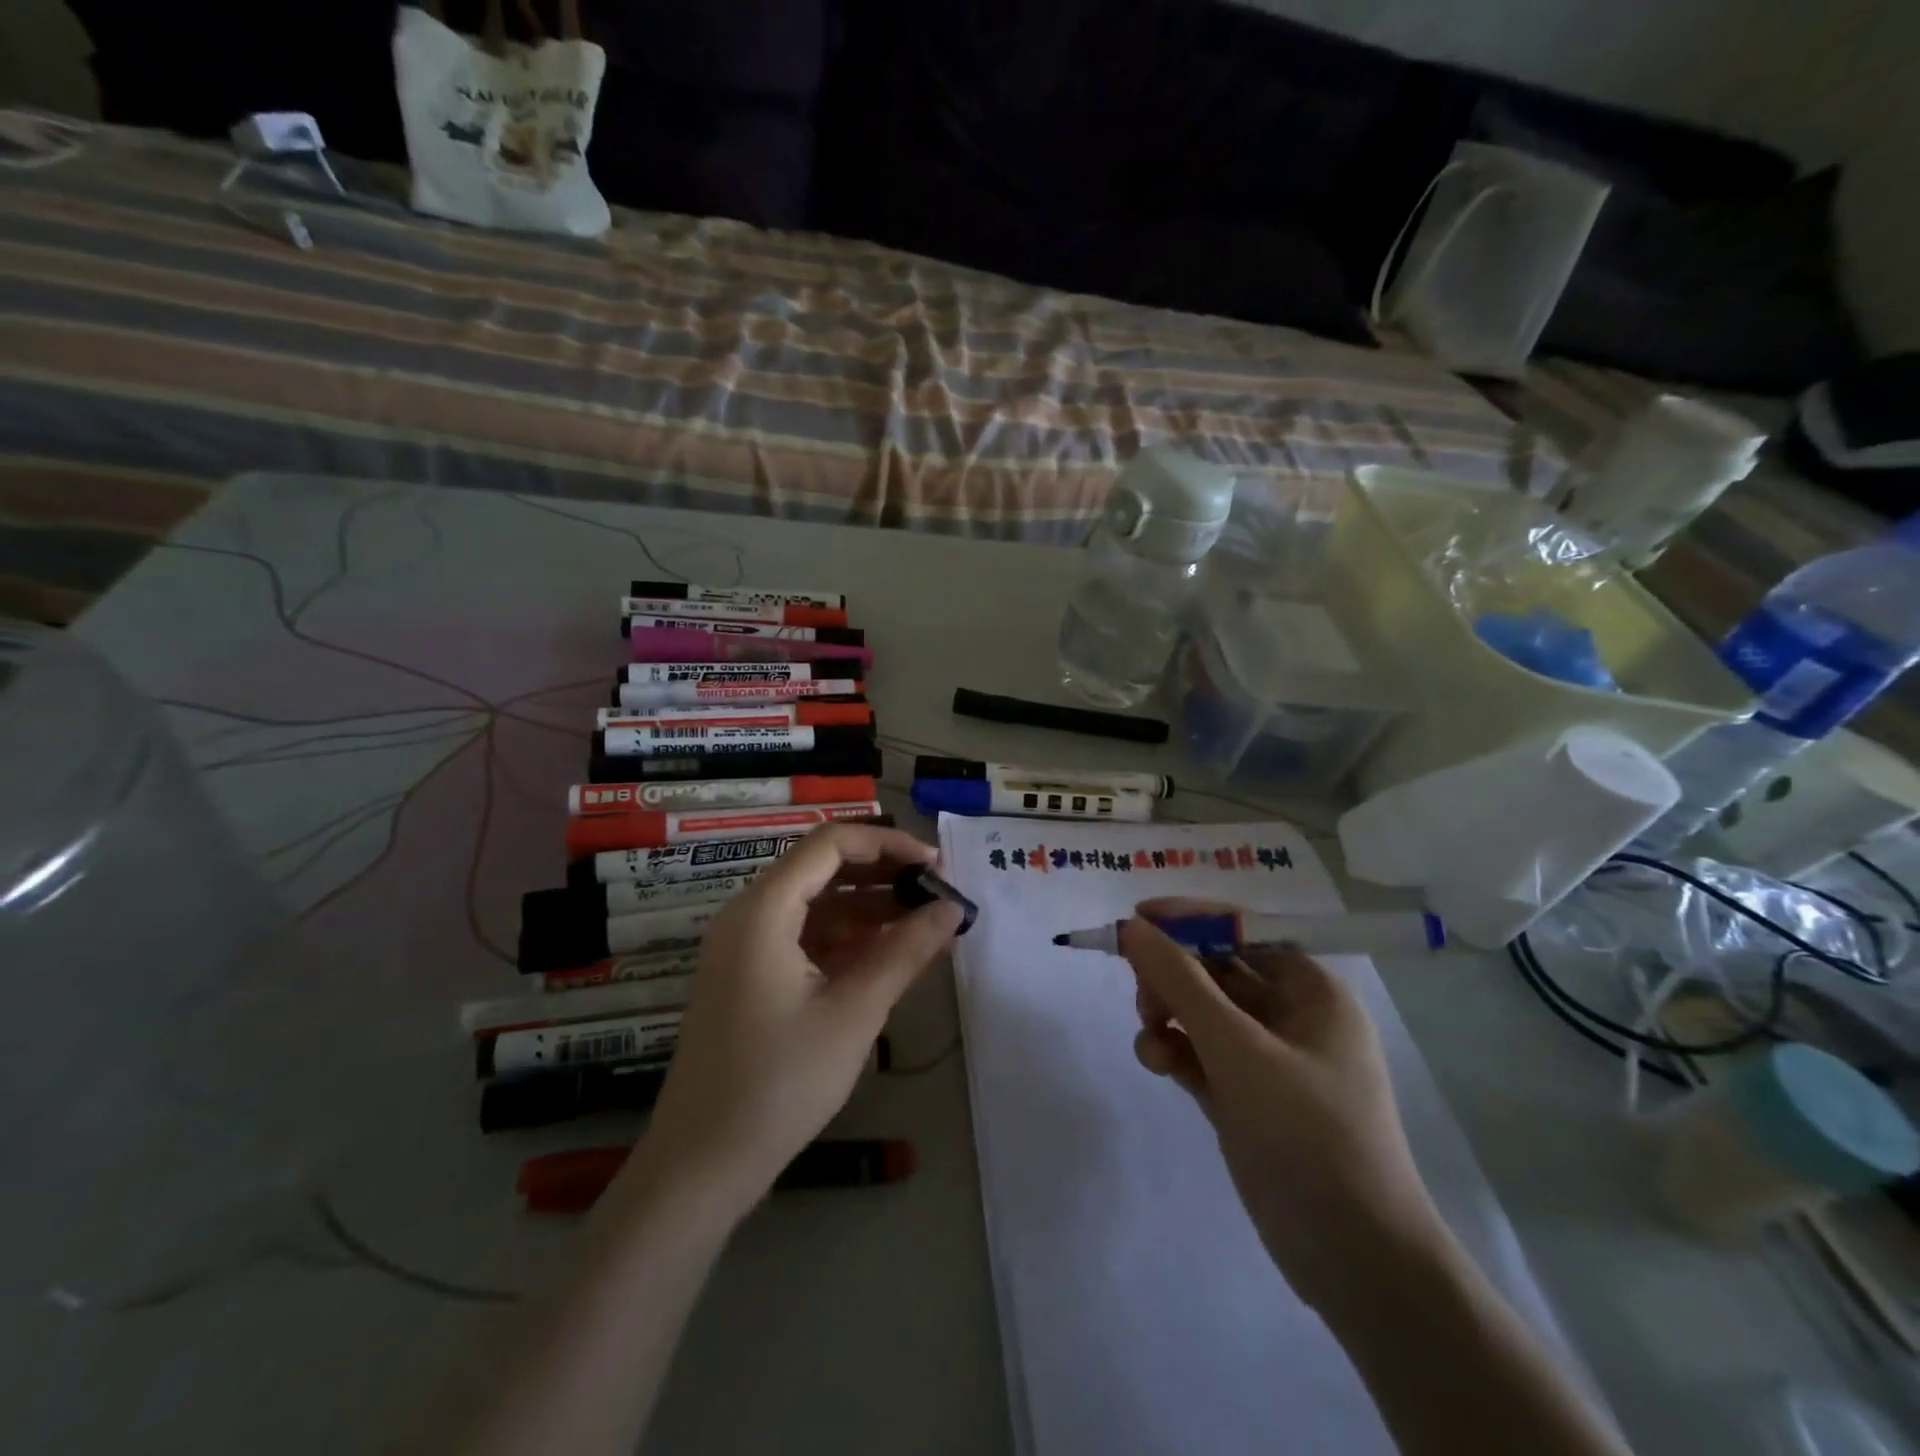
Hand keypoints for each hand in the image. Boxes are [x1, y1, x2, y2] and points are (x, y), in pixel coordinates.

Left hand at [630, 824, 964, 1214]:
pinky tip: (889, 952)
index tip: (935, 865)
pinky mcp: (750, 976)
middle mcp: (749, 914)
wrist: (702, 1165)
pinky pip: (805, 936)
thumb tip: (952, 908)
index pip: (831, 843)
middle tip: (937, 890)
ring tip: (925, 920)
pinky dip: (847, 937)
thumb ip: (906, 952)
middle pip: (822, 868)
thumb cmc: (780, 1082)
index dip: (888, 843)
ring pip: (816, 903)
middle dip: (883, 873)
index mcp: (764, 909)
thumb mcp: (854, 1012)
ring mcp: (746, 946)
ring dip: (869, 906)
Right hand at [1120, 899, 1446, 1310]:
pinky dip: (1175, 1050)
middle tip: (1142, 996)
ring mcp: (1267, 1059)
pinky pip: (1200, 1053)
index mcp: (1311, 990)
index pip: (1242, 930)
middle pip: (1215, 969)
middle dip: (1173, 977)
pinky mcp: (1245, 1096)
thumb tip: (1131, 928)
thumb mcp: (1238, 1048)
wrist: (1353, 1258)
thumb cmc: (1308, 1132)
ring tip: (1150, 1040)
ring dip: (1167, 1015)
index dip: (1188, 920)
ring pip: (1201, 1013)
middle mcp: (1291, 1016)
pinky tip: (1156, 1063)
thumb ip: (1180, 982)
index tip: (1136, 921)